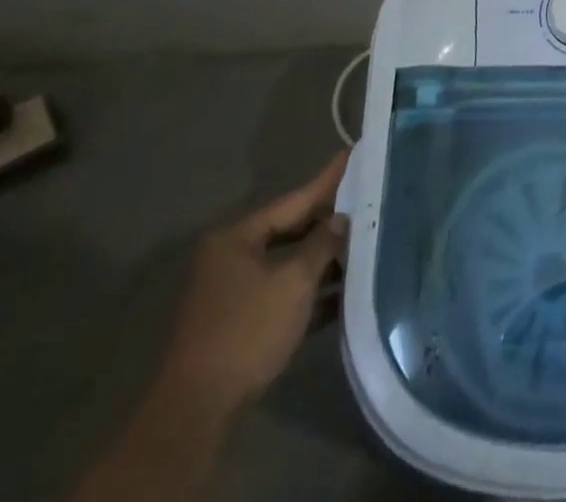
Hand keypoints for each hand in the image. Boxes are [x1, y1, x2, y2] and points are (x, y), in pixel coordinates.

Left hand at [155, 150, 350, 420]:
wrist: (198, 411)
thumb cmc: (247, 331)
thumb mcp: (294, 281)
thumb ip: (322, 244)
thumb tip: (341, 220)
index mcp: (238, 237)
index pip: (294, 200)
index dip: (328, 180)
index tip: (352, 154)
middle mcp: (231, 257)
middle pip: (290, 230)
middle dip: (328, 225)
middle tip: (367, 204)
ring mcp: (232, 292)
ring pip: (287, 264)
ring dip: (321, 262)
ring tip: (363, 248)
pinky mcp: (239, 324)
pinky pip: (281, 295)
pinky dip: (307, 294)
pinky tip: (341, 295)